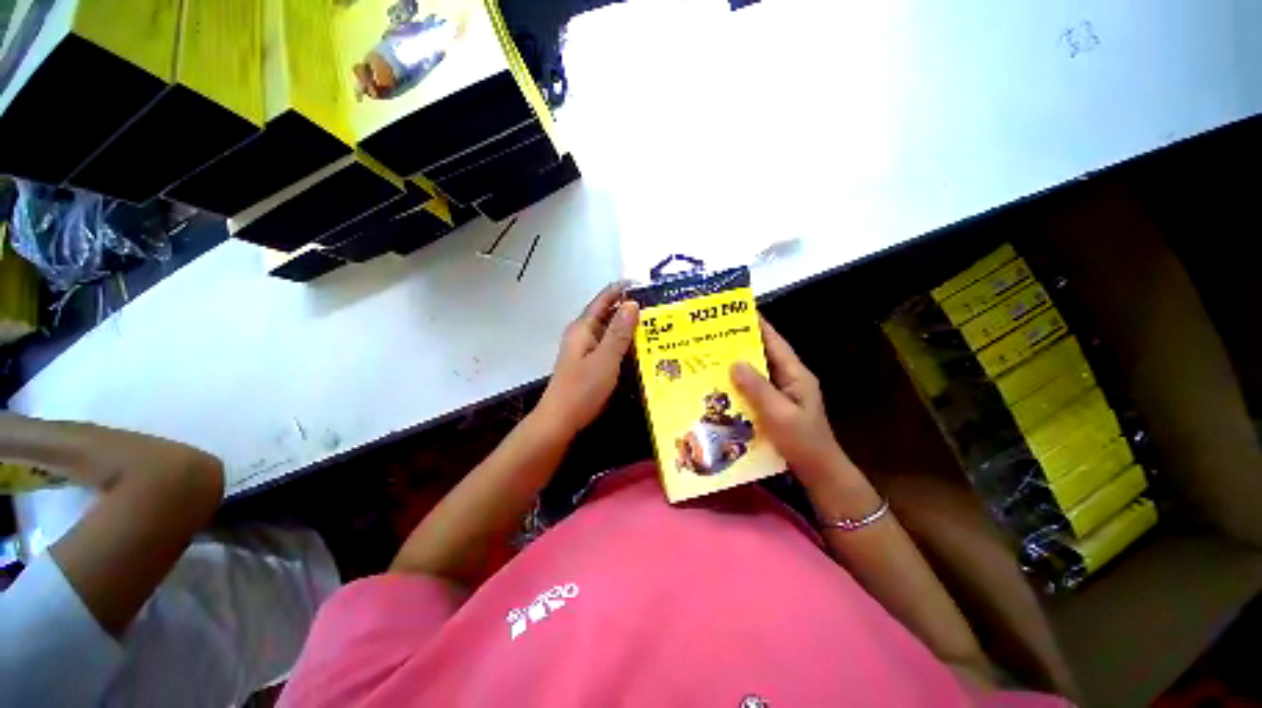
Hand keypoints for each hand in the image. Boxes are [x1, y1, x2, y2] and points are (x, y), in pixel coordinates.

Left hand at [537, 282, 639, 438]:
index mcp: (583, 327)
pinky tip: (639, 347)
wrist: (560, 420)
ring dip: (627, 326)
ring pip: (609, 330)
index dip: (622, 289)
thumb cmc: (582, 389)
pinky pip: (608, 345)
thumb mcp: (605, 359)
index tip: (644, 284)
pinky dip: (623, 342)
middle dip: (628, 308)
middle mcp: (582, 334)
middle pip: (607, 313)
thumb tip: (632, 304)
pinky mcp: (589, 362)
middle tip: (657, 307)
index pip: (603, 299)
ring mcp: (584, 349)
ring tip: (654, 324)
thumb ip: (619, 332)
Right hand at [730, 317, 856, 488]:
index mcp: (795, 374)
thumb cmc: (803, 442)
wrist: (819, 473)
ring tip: (710, 358)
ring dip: (737, 366)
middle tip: (713, 336)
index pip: (774, 342)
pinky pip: (753, 390)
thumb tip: (734, 362)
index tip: (736, 312)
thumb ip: (757, 388)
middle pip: (763, 355)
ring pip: (756, 372)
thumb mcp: (779, 413)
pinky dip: (738, 385)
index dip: (758, 325)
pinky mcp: (774, 407)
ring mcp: (781, 393)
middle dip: (740, 344)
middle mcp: (788, 379)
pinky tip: (720, 388)